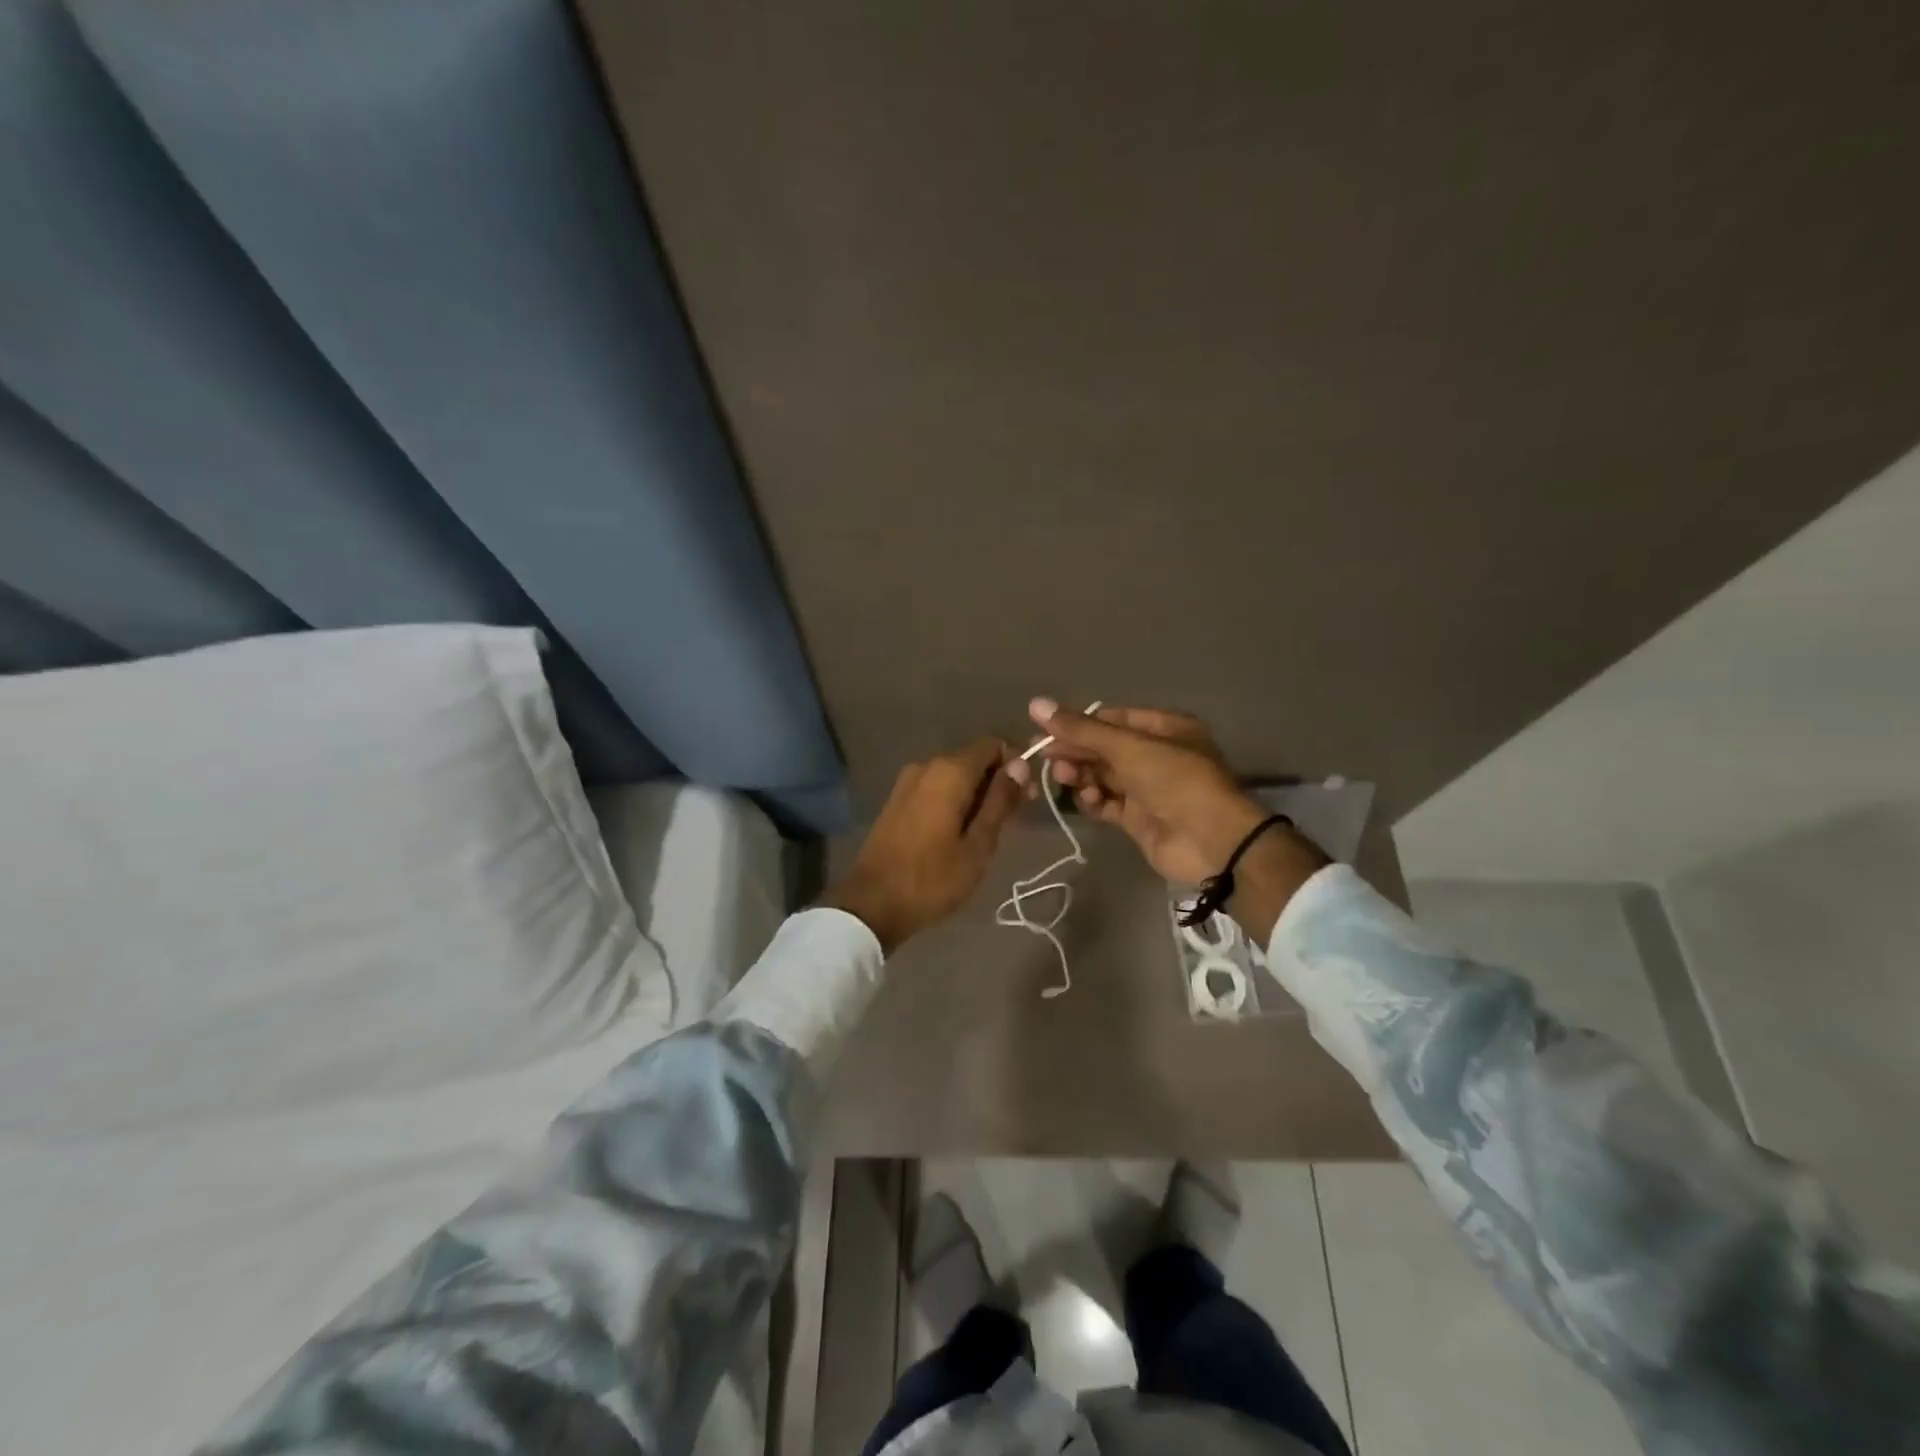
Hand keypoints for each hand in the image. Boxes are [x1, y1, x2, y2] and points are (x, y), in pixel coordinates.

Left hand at [820, 737, 1024, 953]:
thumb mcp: (978, 845)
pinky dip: (955, 800)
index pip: (992, 745)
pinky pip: (936, 788)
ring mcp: (907, 782)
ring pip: (954, 775)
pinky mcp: (897, 800)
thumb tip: (1020, 765)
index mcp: (949, 771)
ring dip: (977, 793)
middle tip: (1016, 816)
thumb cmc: (932, 878)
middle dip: (998, 780)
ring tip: (992, 829)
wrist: (872, 903)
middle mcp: (927, 765)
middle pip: (973, 759)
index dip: (1015, 763)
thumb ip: (1000, 801)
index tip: (1027, 794)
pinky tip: (963, 829)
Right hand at [1016, 700, 1266, 883]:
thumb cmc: (1175, 780)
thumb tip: (1035, 703)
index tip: (1046, 729)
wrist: (1211, 841)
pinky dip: (1093, 800)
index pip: (1112, 719)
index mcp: (1165, 728)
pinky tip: (1086, 799)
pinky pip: (1108, 803)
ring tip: (1062, 776)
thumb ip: (1081, 729)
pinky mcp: (1139, 818)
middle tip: (1043, 754)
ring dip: (1081, 774)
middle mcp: (1157, 755)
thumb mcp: (1128, 747)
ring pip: (1104, 775)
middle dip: (1075, 750)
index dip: (1080, 723)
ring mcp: (1148, 788)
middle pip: (1105, 747)